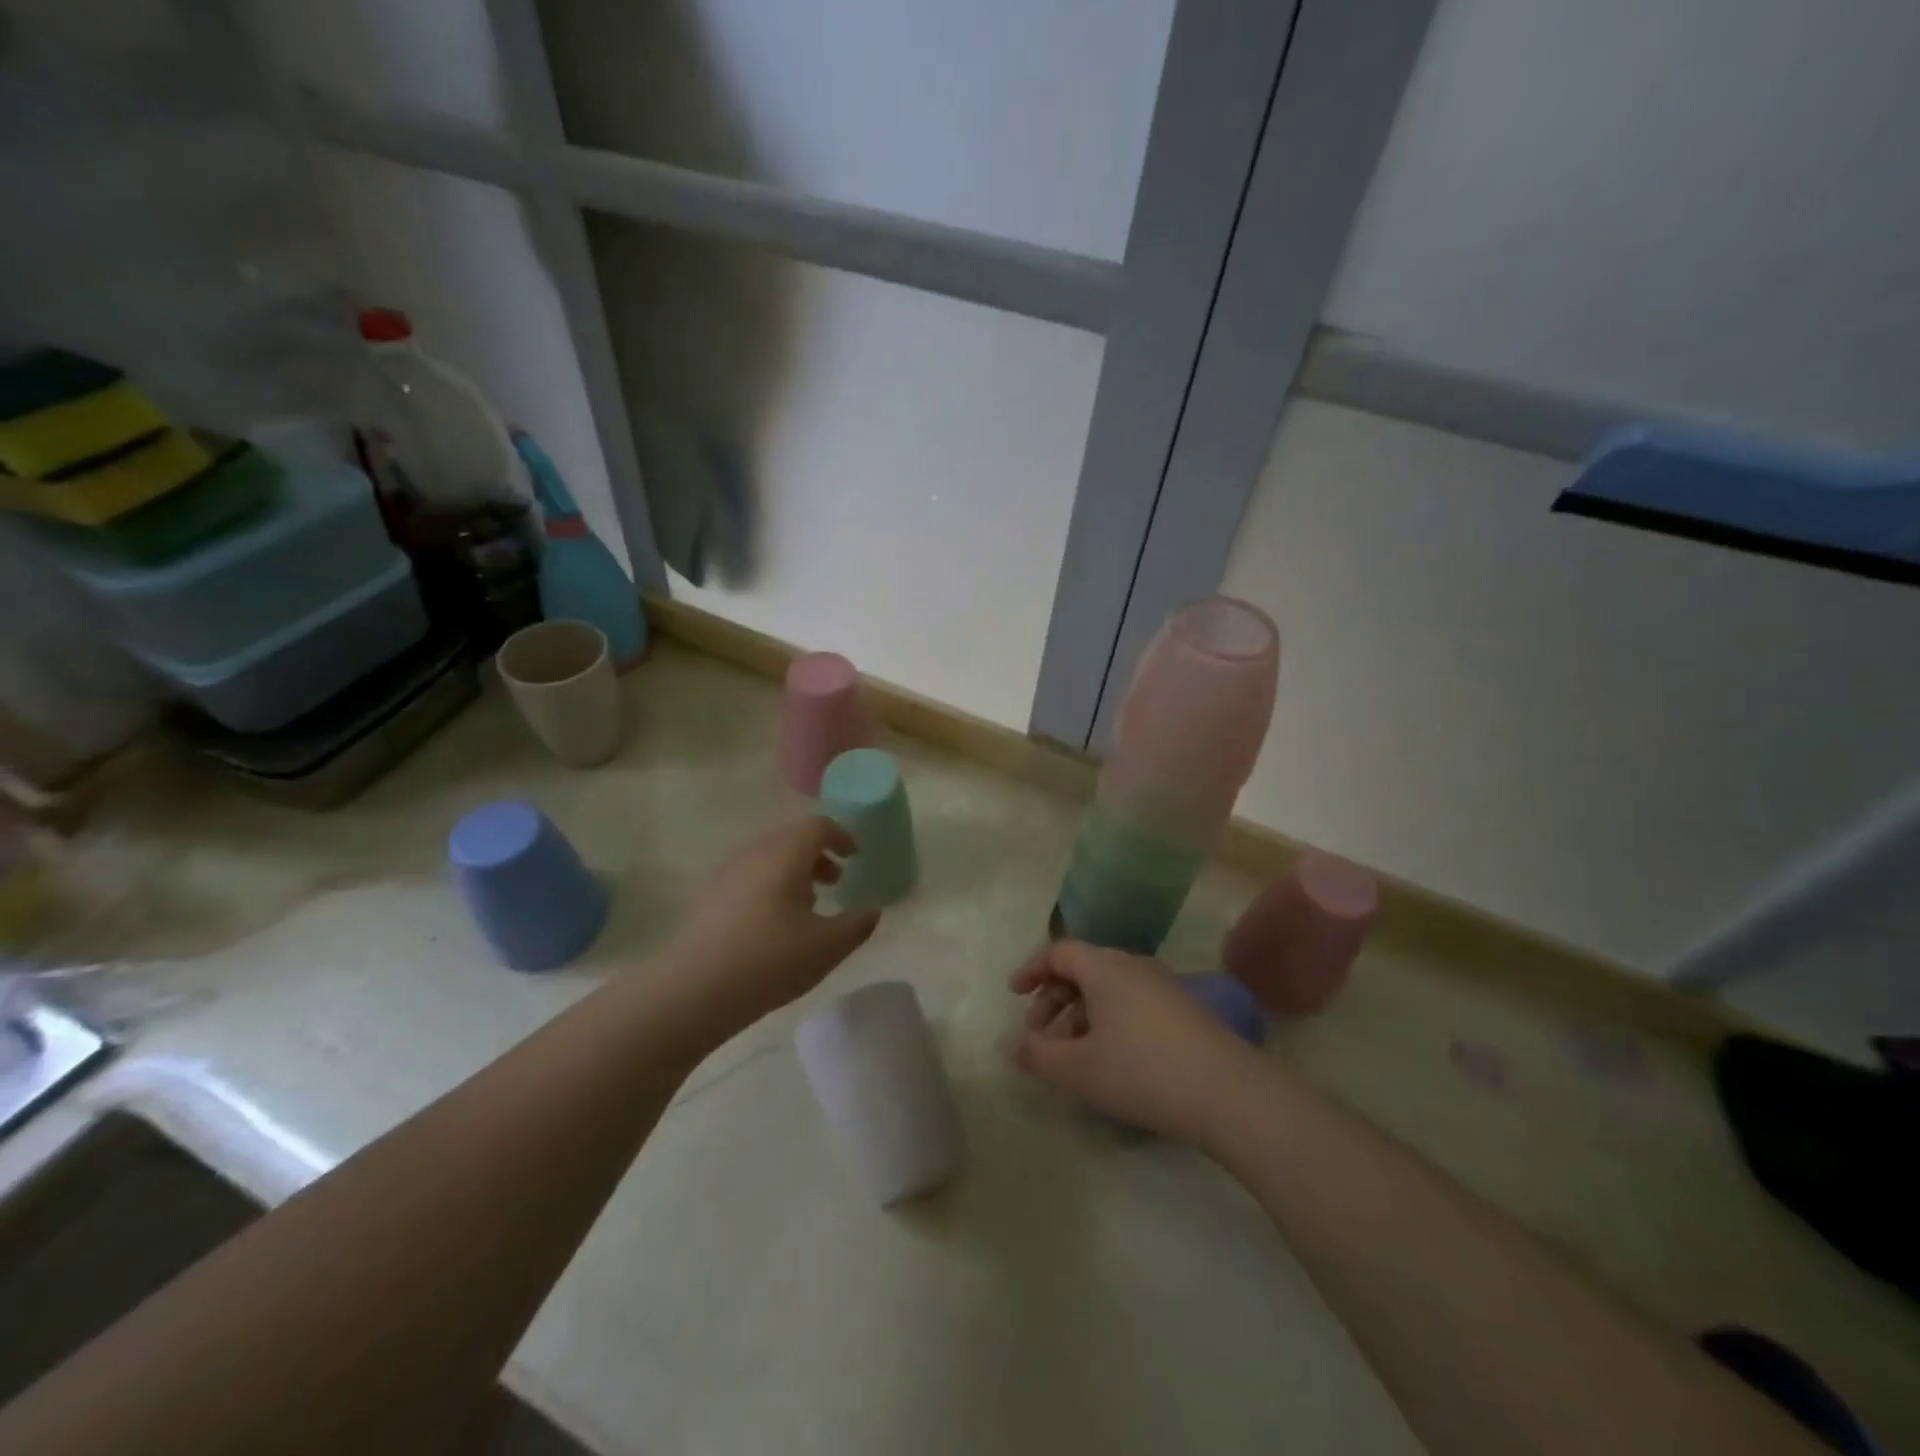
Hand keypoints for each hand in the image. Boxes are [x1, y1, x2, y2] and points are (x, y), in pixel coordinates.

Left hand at [666, 817, 879, 1032]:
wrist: (694, 990)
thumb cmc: (770, 960)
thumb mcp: (827, 946)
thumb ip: (857, 925)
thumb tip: (872, 910)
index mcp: (786, 854)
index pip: (817, 826)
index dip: (841, 836)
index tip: (855, 856)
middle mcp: (754, 853)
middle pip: (790, 839)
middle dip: (817, 855)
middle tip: (835, 882)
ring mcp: (726, 874)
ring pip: (767, 859)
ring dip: (793, 872)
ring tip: (807, 906)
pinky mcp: (707, 898)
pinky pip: (748, 878)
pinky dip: (769, 887)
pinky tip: (773, 925)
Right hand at [1009, 941, 1264, 1142]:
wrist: (1227, 1092)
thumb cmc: (1142, 1071)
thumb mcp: (1079, 1069)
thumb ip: (1038, 1055)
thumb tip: (1013, 1045)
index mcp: (1104, 967)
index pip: (1059, 952)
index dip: (1032, 970)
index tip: (1014, 995)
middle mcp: (1133, 966)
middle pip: (1083, 969)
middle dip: (1054, 999)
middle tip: (1038, 1035)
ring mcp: (1162, 986)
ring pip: (1108, 989)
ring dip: (1080, 1014)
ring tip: (1071, 1055)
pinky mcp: (1183, 1010)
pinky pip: (1131, 1003)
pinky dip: (1108, 1021)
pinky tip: (1110, 1059)